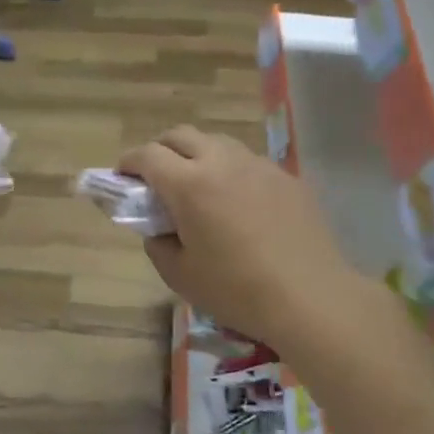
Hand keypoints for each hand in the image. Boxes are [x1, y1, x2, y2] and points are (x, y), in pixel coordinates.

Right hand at [120, 126, 359, 349]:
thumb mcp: (180, 275)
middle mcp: (223, 162)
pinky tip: (238, 203)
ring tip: (198, 186)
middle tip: (156, 177)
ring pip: (218, 143)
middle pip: (181, 135)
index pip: (148, 155)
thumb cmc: (237, 290)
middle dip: (160, 149)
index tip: (122, 177)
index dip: (129, 163)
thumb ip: (158, 244)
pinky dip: (231, 171)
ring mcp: (259, 166)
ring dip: (198, 155)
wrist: (311, 298)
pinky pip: (248, 162)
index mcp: (189, 185)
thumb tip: (159, 228)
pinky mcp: (287, 178)